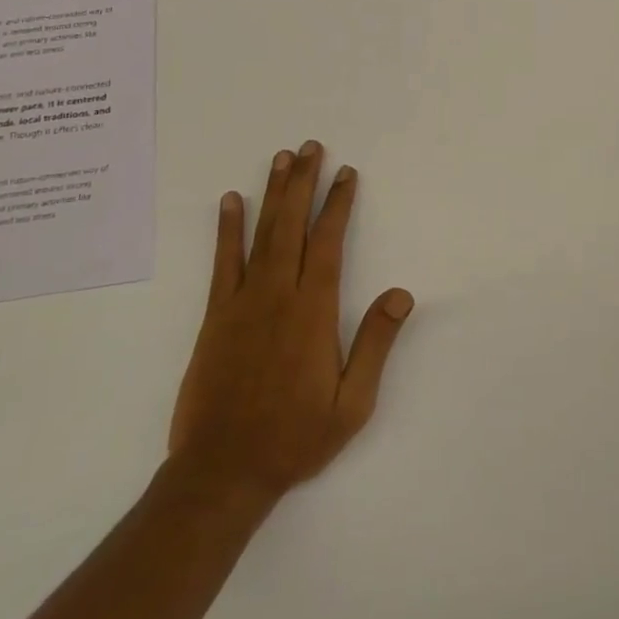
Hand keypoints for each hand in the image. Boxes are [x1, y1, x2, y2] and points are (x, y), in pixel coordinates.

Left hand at [169, 142, 413, 503]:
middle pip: (293, 225)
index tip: (346, 174)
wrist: (222, 471)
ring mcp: (242, 302)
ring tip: (280, 159)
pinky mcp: (216, 316)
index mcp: (313, 311)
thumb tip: (401, 294)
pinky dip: (228, 229)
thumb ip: (375, 344)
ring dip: (272, 193)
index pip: (329, 242)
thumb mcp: (352, 403)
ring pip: (262, 234)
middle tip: (310, 147)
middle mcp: (278, 294)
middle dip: (304, 183)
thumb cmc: (295, 438)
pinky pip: (223, 262)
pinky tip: (230, 201)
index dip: (338, 204)